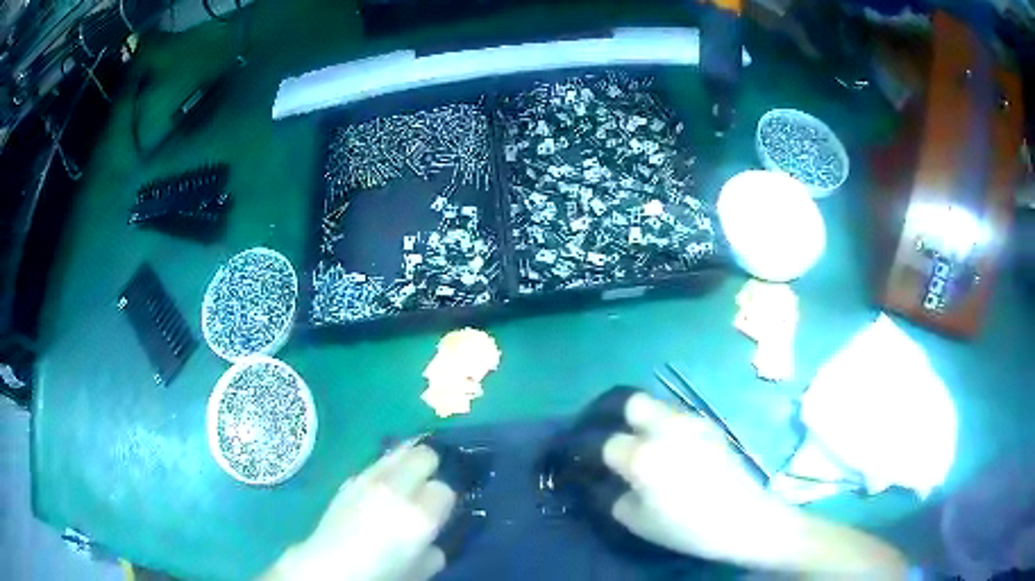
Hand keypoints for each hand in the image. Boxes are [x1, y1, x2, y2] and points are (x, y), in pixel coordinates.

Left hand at [264, 443, 455, 580]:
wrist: (329, 567)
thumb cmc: (380, 574)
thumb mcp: (420, 569)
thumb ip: (435, 550)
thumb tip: (435, 541)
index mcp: (419, 516)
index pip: (445, 489)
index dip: (445, 501)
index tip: (441, 512)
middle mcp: (396, 489)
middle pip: (424, 454)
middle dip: (431, 467)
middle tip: (428, 486)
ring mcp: (369, 480)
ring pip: (399, 451)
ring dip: (408, 461)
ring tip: (408, 478)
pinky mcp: (350, 478)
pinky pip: (377, 462)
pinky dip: (386, 468)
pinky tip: (382, 487)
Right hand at [601, 391, 908, 576]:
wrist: (747, 520)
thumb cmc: (689, 528)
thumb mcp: (638, 521)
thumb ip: (613, 495)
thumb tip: (603, 480)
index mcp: (644, 455)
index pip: (603, 442)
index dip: (586, 450)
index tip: (579, 458)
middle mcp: (667, 428)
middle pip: (630, 402)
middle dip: (612, 414)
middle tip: (607, 434)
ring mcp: (692, 422)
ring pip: (655, 405)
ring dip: (639, 419)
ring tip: (636, 441)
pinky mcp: (710, 426)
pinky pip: (675, 415)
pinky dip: (661, 424)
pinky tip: (665, 447)